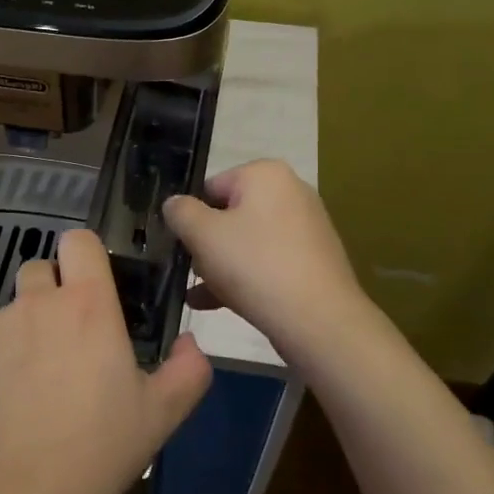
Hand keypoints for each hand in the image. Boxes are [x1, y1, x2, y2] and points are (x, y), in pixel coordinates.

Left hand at [0, 229, 212, 493]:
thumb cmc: (96, 452)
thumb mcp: (160, 415)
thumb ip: (188, 370)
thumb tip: (190, 343)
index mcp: (87, 305)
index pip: (79, 241)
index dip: (86, 256)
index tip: (94, 286)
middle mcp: (36, 303)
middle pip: (40, 270)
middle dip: (52, 293)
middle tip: (67, 340)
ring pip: (11, 311)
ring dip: (24, 331)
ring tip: (32, 385)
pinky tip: (2, 407)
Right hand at [162, 159, 376, 365]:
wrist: (318, 320)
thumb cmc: (255, 265)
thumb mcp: (203, 235)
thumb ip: (180, 212)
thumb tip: (174, 204)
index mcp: (266, 174)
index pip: (211, 187)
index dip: (190, 216)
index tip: (180, 245)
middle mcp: (291, 192)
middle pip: (230, 214)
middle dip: (206, 243)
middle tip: (191, 270)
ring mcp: (306, 227)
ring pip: (248, 241)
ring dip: (220, 265)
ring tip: (198, 294)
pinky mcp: (313, 260)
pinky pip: (268, 261)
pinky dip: (244, 277)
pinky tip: (216, 305)